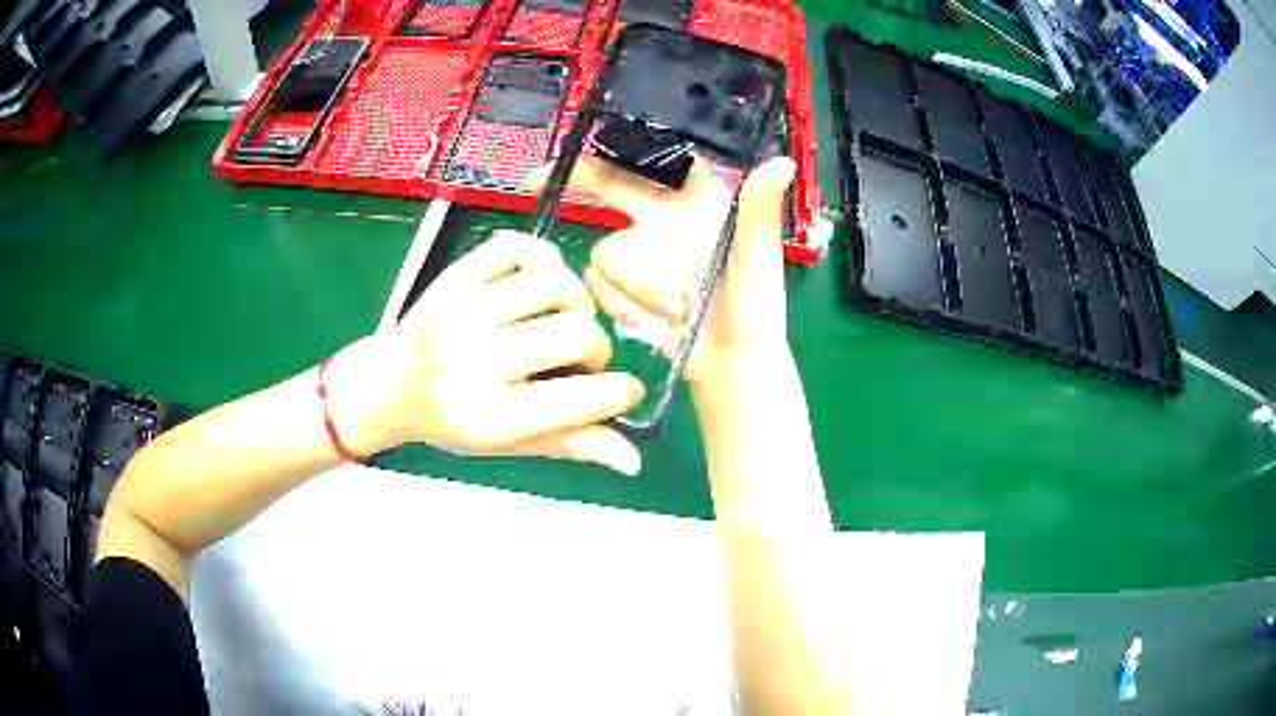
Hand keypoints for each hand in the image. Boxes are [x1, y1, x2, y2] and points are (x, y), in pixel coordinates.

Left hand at [324, 231, 644, 474]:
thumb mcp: (507, 443)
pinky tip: (540, 284)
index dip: (618, 392)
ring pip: (554, 283)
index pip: (576, 401)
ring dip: (576, 301)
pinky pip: (519, 246)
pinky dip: (544, 259)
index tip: (625, 390)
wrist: (388, 383)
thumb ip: (570, 444)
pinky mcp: (456, 275)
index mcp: (489, 416)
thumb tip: (634, 460)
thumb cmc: (452, 420)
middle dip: (597, 348)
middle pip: (574, 334)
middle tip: (583, 359)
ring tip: (564, 318)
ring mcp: (462, 310)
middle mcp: (474, 359)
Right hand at [528, 156, 796, 385]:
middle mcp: (667, 218)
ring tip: (664, 308)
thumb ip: (760, 210)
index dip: (621, 143)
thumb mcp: (759, 258)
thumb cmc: (755, 310)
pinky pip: (602, 286)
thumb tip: (783, 161)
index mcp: (700, 201)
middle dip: (577, 180)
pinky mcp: (630, 286)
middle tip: (534, 181)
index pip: (655, 158)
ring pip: (605, 251)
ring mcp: (645, 253)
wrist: (732, 367)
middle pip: (612, 186)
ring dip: (627, 284)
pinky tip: (651, 320)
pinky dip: (621, 305)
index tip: (588, 140)